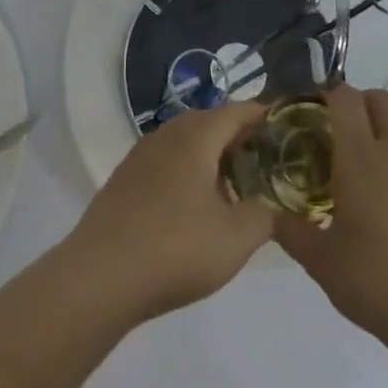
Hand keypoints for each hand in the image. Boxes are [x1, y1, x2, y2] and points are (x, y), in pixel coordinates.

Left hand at [63, 102, 273, 322]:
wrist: (100, 275)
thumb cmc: (176, 248)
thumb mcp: (236, 238)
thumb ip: (265, 215)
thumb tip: (271, 205)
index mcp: (195, 137)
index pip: (237, 111)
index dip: (263, 117)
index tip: (286, 130)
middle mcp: (166, 135)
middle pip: (208, 123)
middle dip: (237, 137)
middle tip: (264, 162)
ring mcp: (139, 156)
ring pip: (184, 143)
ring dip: (209, 156)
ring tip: (232, 186)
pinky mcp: (123, 180)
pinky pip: (164, 163)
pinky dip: (186, 172)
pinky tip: (193, 206)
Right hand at [276, 85, 387, 342]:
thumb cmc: (377, 282)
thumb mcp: (321, 262)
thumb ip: (291, 232)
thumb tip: (272, 217)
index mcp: (361, 157)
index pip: (345, 98)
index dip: (330, 95)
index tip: (316, 112)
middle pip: (383, 101)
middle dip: (363, 105)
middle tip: (345, 136)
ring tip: (376, 187)